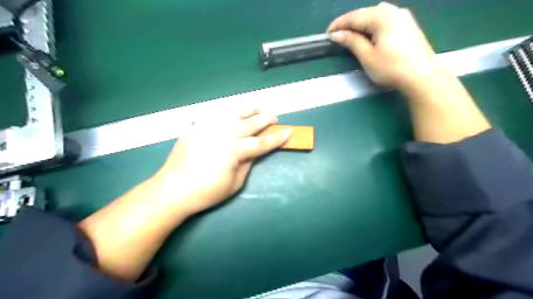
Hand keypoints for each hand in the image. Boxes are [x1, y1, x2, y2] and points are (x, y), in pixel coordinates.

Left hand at [149, 108, 290, 215]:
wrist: (173, 189)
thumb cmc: (206, 192)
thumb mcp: (234, 183)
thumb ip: (247, 164)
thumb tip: (254, 152)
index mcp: (234, 150)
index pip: (261, 142)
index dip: (276, 138)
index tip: (288, 132)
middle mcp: (223, 133)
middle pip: (250, 123)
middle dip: (265, 120)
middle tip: (275, 118)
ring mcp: (208, 127)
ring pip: (233, 112)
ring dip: (248, 109)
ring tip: (258, 108)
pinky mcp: (197, 127)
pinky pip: (215, 114)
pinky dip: (226, 112)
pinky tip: (231, 113)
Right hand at [329, 2, 441, 90]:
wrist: (422, 76)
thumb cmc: (392, 68)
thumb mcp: (368, 56)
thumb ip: (352, 42)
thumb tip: (337, 34)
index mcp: (382, 17)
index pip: (354, 16)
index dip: (339, 24)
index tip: (327, 34)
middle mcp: (393, 11)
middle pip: (365, 13)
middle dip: (349, 23)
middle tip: (337, 35)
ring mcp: (403, 16)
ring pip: (375, 15)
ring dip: (361, 24)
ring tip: (350, 35)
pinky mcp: (408, 24)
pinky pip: (385, 19)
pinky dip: (372, 25)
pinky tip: (369, 34)